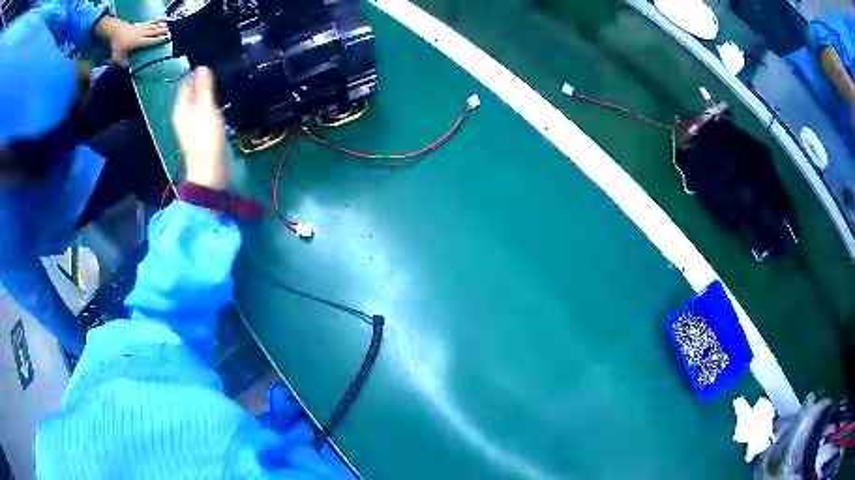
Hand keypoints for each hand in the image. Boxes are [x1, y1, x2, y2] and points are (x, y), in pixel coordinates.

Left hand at [94, 17, 169, 66]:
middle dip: (162, 32)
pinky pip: (151, 21)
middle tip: (169, 32)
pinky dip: (157, 20)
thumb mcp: (118, 57)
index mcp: (138, 42)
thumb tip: (128, 68)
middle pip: (154, 32)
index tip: (164, 40)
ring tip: (168, 26)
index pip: (150, 41)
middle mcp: (142, 34)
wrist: (116, 31)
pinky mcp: (141, 24)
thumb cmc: (117, 45)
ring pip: (154, 26)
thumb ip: (123, 63)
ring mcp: (142, 27)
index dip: (158, 40)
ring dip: (161, 25)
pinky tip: (162, 18)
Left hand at [173, 67, 227, 190]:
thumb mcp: (206, 109)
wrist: (209, 170)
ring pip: (198, 103)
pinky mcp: (199, 133)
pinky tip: (220, 105)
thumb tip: (202, 67)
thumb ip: (204, 88)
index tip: (213, 64)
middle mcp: (183, 115)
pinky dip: (210, 106)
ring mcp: (190, 125)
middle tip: (220, 72)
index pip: (186, 84)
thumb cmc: (206, 138)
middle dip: (203, 83)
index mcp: (181, 108)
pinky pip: (203, 113)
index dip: (197, 73)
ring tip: (222, 86)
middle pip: (192, 93)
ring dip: (208, 95)